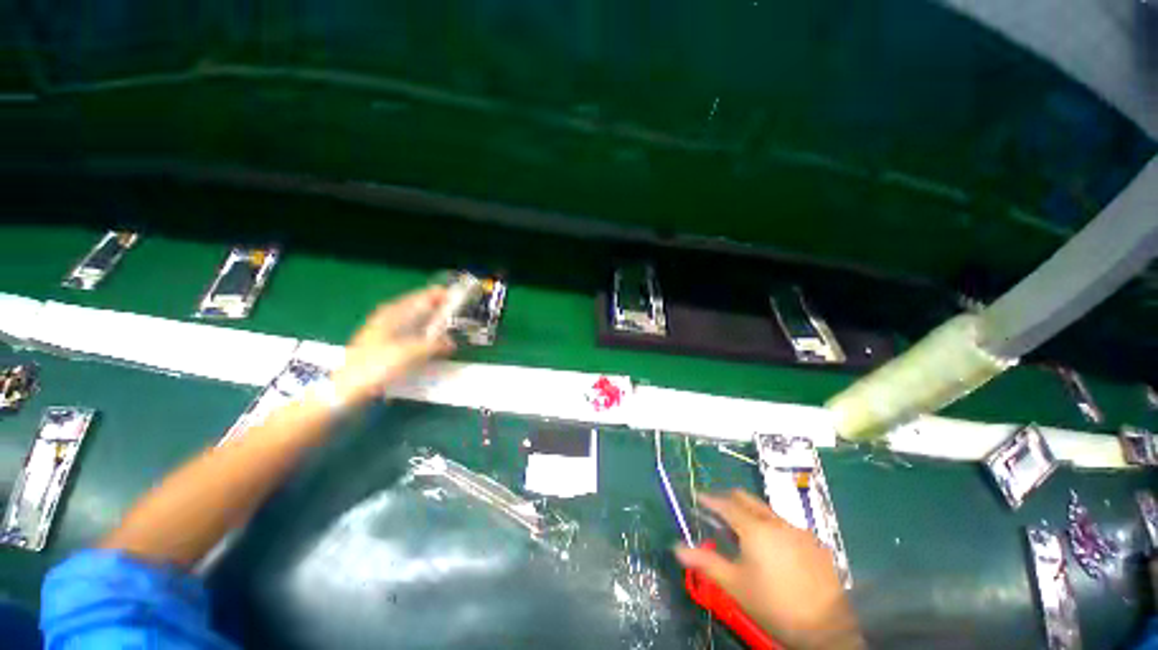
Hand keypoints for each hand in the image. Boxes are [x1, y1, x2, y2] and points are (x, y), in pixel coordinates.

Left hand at [330, 287, 454, 406]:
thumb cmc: (377, 365)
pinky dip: (423, 336)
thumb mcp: (410, 354)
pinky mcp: (386, 345)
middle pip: (419, 307)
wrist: (347, 389)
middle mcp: (390, 317)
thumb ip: (434, 345)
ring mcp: (386, 331)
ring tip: (448, 330)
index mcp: (394, 313)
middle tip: (457, 315)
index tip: (459, 298)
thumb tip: (451, 343)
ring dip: (432, 324)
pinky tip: (430, 345)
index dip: (440, 295)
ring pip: (415, 321)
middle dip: (438, 309)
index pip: (422, 296)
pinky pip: (411, 334)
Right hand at [675, 490, 861, 649]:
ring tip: (742, 531)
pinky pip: (785, 525)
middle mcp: (775, 521)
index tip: (697, 497)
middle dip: (728, 499)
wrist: (827, 628)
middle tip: (716, 510)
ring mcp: (797, 530)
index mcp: (754, 528)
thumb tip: (677, 548)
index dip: (709, 499)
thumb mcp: (735, 585)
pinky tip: (772, 548)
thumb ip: (705, 562)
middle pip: (746, 499)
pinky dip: (771, 527)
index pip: (725, 504)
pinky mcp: (814, 543)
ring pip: (767, 511)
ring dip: (750, 513)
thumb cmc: (773, 604)